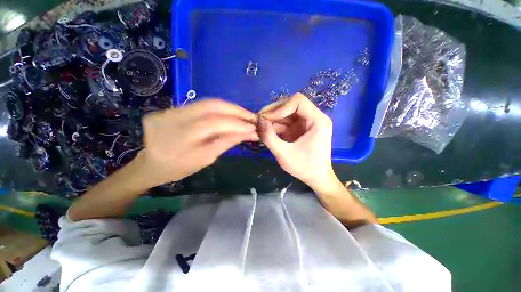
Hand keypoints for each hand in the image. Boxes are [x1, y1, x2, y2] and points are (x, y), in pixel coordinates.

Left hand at [140, 99, 257, 186]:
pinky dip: (219, 109)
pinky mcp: (171, 108)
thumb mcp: (206, 158)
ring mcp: (170, 110)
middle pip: (212, 105)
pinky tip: (229, 115)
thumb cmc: (179, 167)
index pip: (215, 123)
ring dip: (229, 108)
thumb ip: (227, 142)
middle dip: (236, 110)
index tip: (254, 127)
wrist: (151, 164)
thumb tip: (249, 133)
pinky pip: (200, 105)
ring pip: (207, 102)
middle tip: (251, 116)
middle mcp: (173, 117)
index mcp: (180, 137)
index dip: (237, 124)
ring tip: (244, 115)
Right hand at [259, 93, 336, 190]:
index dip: (280, 107)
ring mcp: (306, 123)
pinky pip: (286, 122)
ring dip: (272, 118)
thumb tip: (258, 122)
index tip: (266, 118)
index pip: (298, 101)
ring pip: (287, 113)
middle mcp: (314, 118)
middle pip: (291, 105)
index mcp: (317, 121)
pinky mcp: (300, 129)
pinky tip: (266, 130)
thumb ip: (270, 138)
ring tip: (260, 125)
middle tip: (259, 120)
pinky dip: (275, 125)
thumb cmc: (305, 168)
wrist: (317, 179)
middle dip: (274, 112)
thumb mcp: (284, 155)